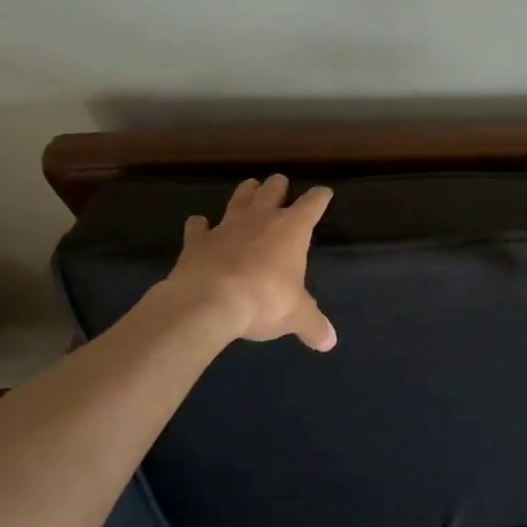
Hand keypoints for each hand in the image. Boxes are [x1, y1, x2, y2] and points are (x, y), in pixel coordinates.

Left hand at [162, 175, 337, 350]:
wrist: (207, 303)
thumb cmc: (263, 301)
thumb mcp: (296, 316)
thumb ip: (313, 325)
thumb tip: (329, 343)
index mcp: (292, 229)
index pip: (312, 204)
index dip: (320, 197)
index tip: (325, 193)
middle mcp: (261, 219)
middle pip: (272, 190)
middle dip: (278, 185)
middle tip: (280, 183)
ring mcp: (226, 227)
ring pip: (239, 199)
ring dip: (245, 193)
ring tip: (249, 188)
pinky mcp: (197, 241)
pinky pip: (198, 226)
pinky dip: (200, 225)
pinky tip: (200, 225)